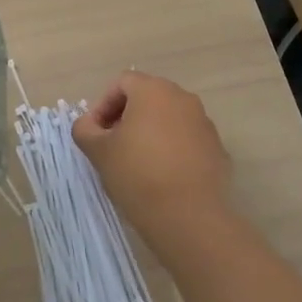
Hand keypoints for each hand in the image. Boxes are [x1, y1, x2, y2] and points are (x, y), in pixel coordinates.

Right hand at [72, 71, 232, 251]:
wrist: (189, 218)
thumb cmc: (137, 174)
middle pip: (147, 97)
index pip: (122, 83)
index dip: (103, 105)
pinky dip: (171, 148)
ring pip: (169, 117)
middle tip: (112, 143)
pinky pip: (187, 139)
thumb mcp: (98, 151)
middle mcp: (182, 98)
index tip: (96, 133)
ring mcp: (204, 123)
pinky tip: (162, 175)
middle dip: (126, 116)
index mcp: (153, 90)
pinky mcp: (217, 149)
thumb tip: (89, 125)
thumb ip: (85, 129)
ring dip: (150, 131)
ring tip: (137, 161)